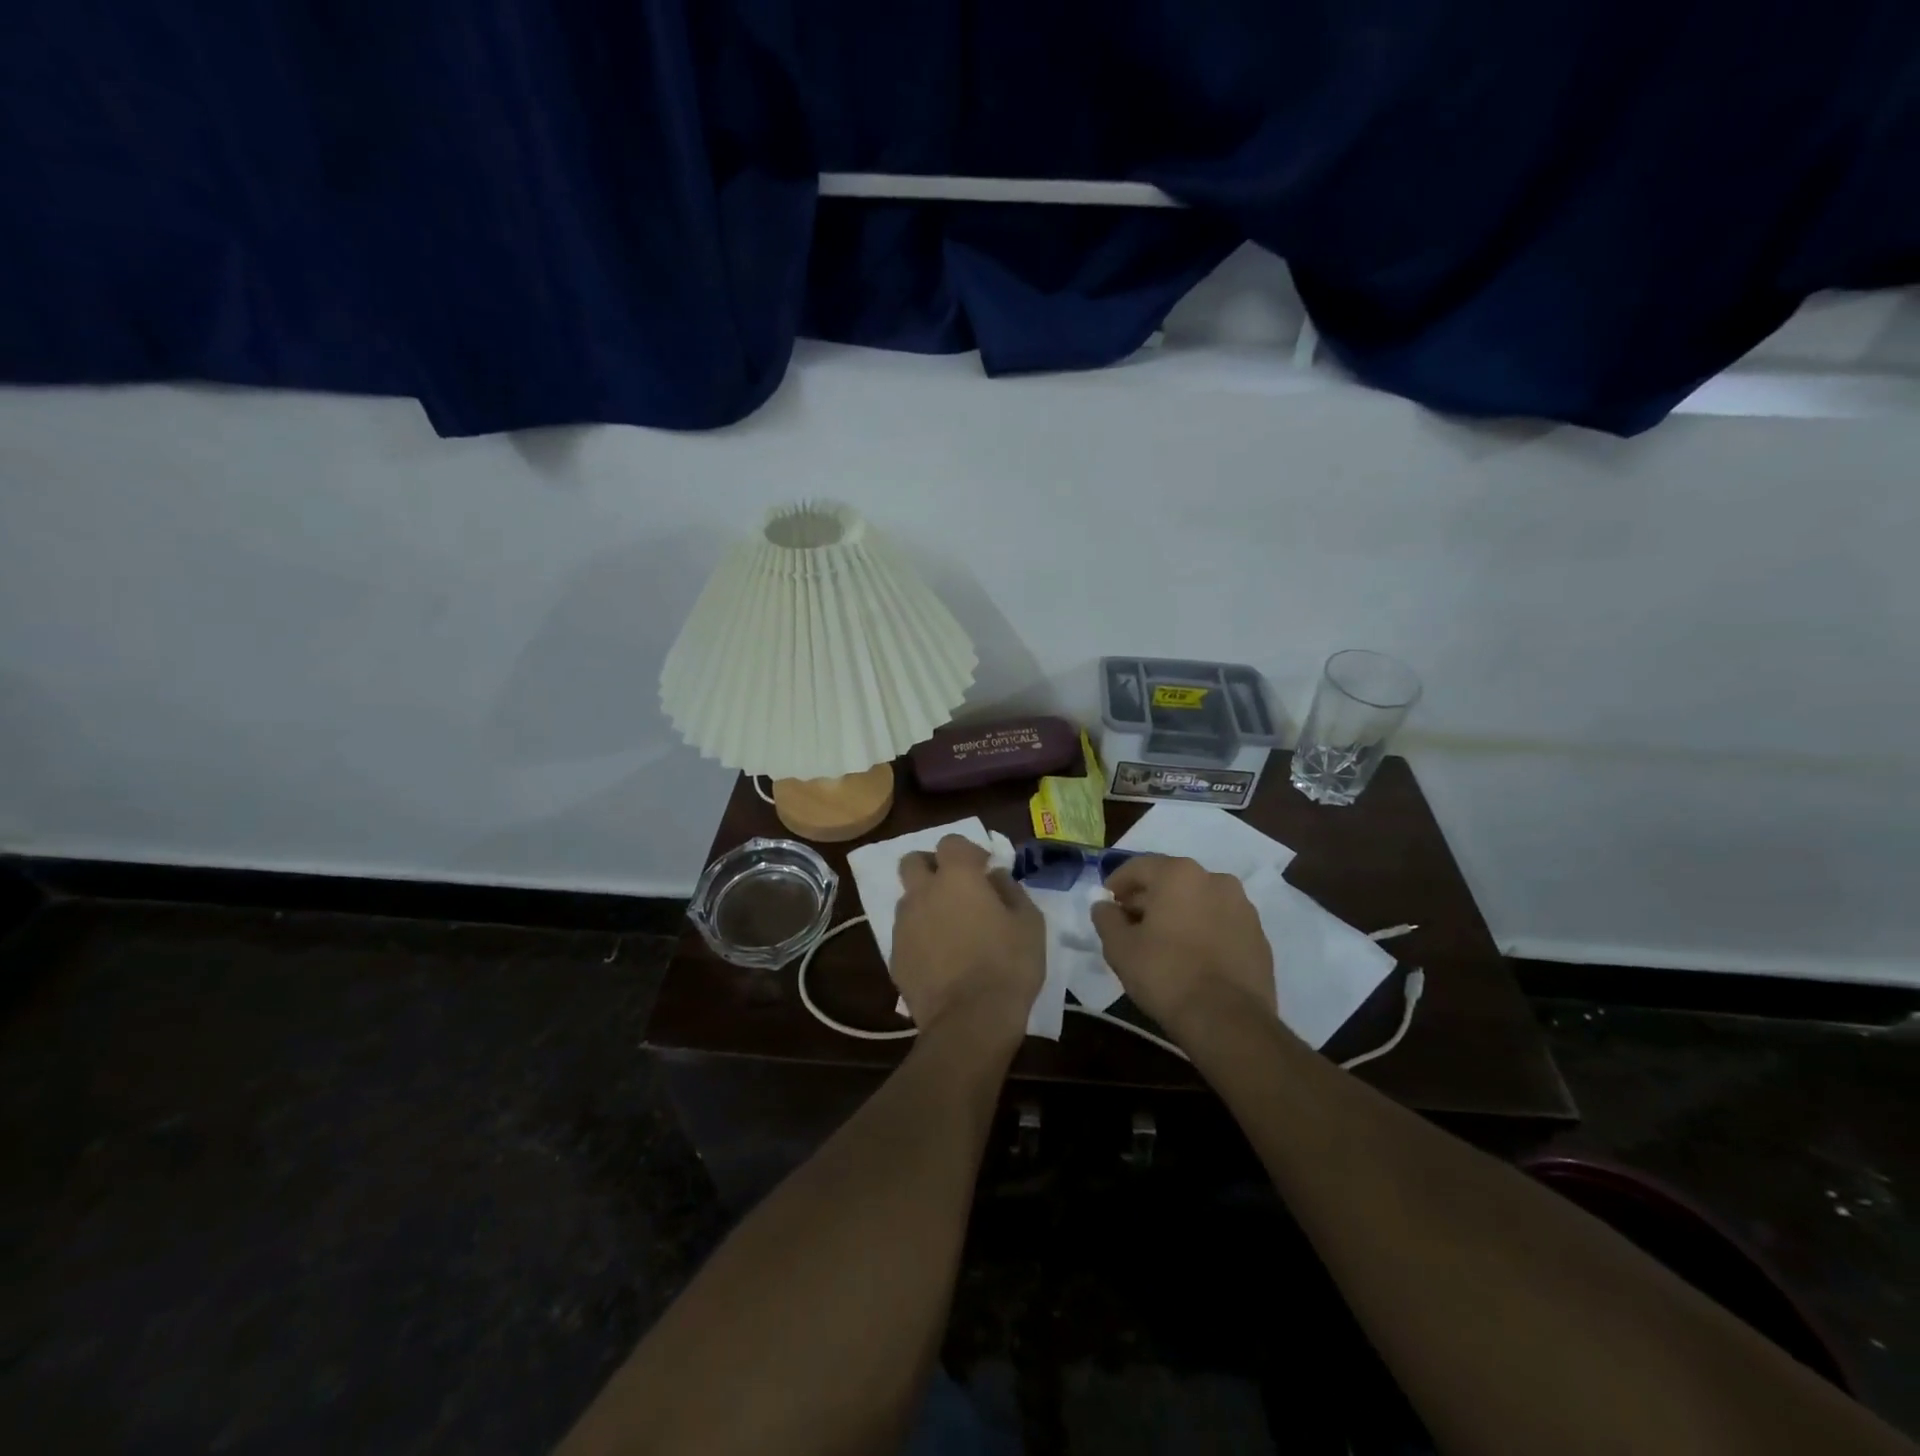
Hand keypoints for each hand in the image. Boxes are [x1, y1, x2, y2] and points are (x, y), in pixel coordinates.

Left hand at [892, 835, 1045, 1048]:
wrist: (970, 1021)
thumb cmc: (1008, 965)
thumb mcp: (1029, 922)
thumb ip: (1010, 889)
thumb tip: (994, 876)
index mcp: (956, 877)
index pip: (951, 841)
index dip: (967, 851)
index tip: (984, 869)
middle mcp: (923, 892)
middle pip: (912, 861)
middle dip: (931, 867)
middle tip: (955, 888)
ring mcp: (904, 924)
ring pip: (907, 898)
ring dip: (924, 903)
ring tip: (948, 928)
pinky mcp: (895, 956)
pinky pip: (905, 934)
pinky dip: (919, 937)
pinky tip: (939, 959)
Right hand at [1090, 855, 1277, 1042]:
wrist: (1228, 1020)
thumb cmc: (1165, 974)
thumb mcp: (1119, 947)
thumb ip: (1106, 918)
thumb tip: (1104, 906)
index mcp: (1179, 874)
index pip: (1139, 866)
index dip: (1117, 883)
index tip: (1107, 903)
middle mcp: (1215, 879)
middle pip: (1171, 881)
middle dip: (1148, 898)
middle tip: (1131, 924)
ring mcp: (1243, 907)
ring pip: (1199, 901)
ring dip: (1178, 913)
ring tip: (1162, 942)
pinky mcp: (1259, 936)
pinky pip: (1221, 923)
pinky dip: (1203, 930)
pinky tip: (1192, 957)